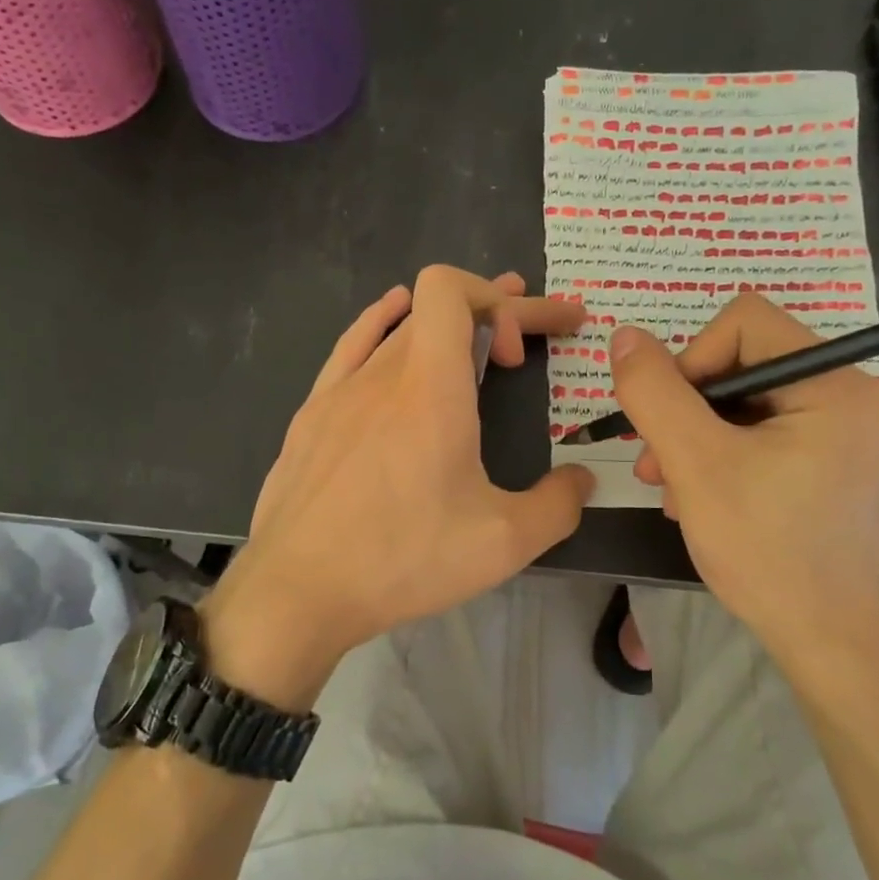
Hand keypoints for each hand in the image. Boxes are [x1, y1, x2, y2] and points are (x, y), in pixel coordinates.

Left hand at [203, 267, 592, 707]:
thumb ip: (558, 504)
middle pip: (437, 309)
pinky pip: (351, 347)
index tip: (521, 355)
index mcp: (430, 387)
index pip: (450, 289)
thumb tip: (581, 481)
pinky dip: (383, 324)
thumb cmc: (402, 559)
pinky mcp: (311, 415)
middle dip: (495, 313)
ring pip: (398, 329)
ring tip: (481, 333)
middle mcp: (382, 373)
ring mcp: (339, 390)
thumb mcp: (502, 543)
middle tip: (536, 338)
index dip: (498, 300)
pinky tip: (393, 322)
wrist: (297, 590)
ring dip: (445, 324)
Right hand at [609, 294, 878, 647]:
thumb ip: (654, 392)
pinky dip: (720, 455)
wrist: (824, 642)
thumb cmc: (765, 548)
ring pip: (744, 402)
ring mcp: (844, 433)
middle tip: (654, 464)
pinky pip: (761, 433)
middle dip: (687, 410)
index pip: (744, 323)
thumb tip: (624, 336)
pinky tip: (696, 497)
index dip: (691, 360)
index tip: (668, 421)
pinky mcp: (830, 463)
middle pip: (742, 363)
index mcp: (836, 385)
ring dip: (694, 437)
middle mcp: (851, 397)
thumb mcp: (695, 463)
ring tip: (668, 486)